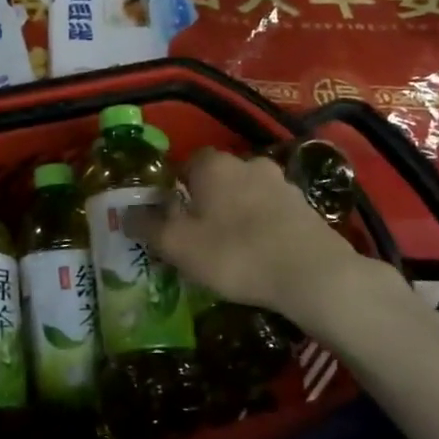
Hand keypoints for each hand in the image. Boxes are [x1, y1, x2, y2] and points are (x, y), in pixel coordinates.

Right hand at [125, 149, 396, 325]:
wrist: (313, 275)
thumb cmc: (235, 254)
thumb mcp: (178, 246)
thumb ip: (148, 226)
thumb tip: (125, 213)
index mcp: (213, 166)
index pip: (186, 164)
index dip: (175, 188)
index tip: (171, 216)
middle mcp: (247, 164)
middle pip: (218, 178)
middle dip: (207, 200)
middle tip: (199, 233)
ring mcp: (282, 184)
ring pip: (247, 193)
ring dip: (237, 212)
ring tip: (231, 247)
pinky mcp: (306, 208)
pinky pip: (272, 212)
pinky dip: (263, 226)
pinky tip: (261, 254)